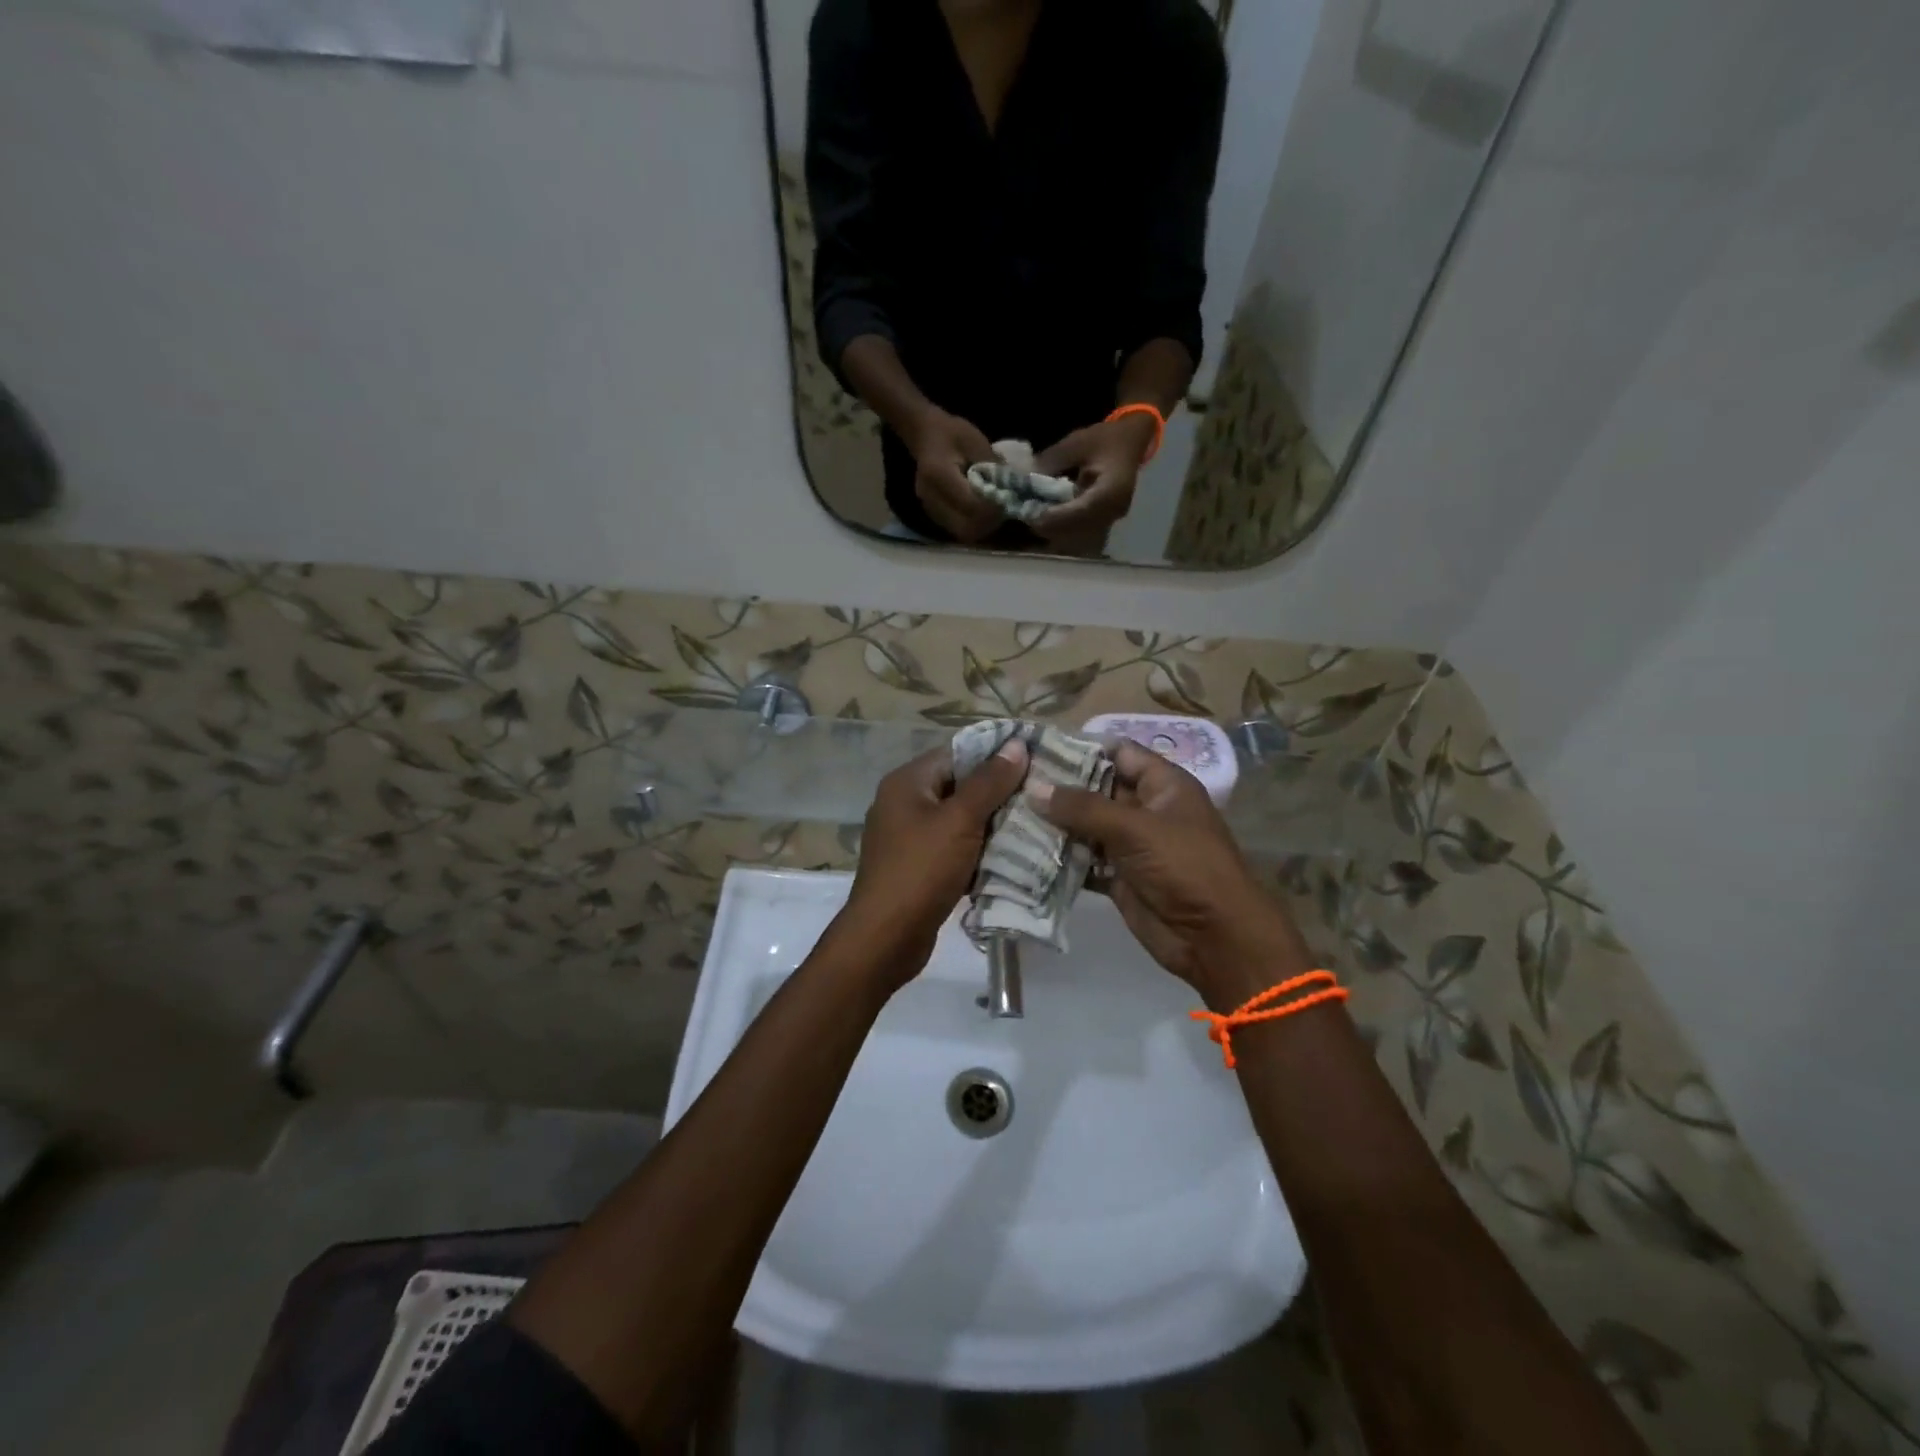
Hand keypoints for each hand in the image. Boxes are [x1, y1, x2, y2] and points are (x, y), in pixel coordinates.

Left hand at [832, 737, 1029, 987]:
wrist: (885, 938)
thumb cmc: (921, 870)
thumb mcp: (960, 820)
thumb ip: (989, 782)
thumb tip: (1016, 745)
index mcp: (907, 782)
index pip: (957, 753)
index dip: (995, 755)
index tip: (1035, 760)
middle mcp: (904, 803)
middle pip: (959, 786)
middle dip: (998, 792)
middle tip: (1041, 795)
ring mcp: (909, 837)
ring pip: (959, 820)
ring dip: (992, 825)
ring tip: (1034, 824)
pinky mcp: (918, 867)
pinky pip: (954, 848)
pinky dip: (978, 851)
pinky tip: (1010, 857)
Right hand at [908, 409, 1002, 541]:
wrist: (924, 435)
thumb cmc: (951, 433)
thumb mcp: (976, 441)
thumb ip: (993, 467)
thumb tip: (1012, 489)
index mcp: (939, 475)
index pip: (972, 505)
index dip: (993, 507)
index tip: (1007, 498)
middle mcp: (931, 497)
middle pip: (966, 527)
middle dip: (989, 523)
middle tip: (1002, 508)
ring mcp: (930, 508)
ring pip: (962, 532)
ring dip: (982, 526)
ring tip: (993, 510)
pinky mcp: (933, 515)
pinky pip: (957, 529)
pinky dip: (973, 524)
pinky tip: (980, 511)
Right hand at [1028, 739, 1313, 1009]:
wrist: (1214, 939)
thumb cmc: (1184, 867)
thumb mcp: (1135, 829)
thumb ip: (1082, 807)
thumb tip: (1033, 787)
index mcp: (1163, 785)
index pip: (1118, 753)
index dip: (1081, 748)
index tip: (1037, 748)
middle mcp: (1146, 809)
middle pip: (1096, 789)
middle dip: (1058, 787)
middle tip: (1012, 781)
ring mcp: (1132, 845)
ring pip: (1086, 826)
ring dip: (1054, 824)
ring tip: (1008, 813)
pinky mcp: (1119, 877)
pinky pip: (1084, 859)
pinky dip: (1060, 856)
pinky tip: (1024, 851)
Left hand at [1030, 414, 1156, 551]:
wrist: (1130, 442)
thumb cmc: (1106, 439)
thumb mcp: (1077, 442)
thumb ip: (1052, 460)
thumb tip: (1026, 478)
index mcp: (1113, 490)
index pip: (1084, 511)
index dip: (1058, 517)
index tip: (1033, 516)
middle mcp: (1114, 511)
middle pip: (1080, 530)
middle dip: (1052, 527)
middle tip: (1027, 518)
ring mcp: (1110, 520)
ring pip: (1079, 536)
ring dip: (1055, 531)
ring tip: (1033, 519)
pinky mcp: (1103, 522)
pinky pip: (1080, 532)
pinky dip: (1062, 529)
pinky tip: (1046, 518)